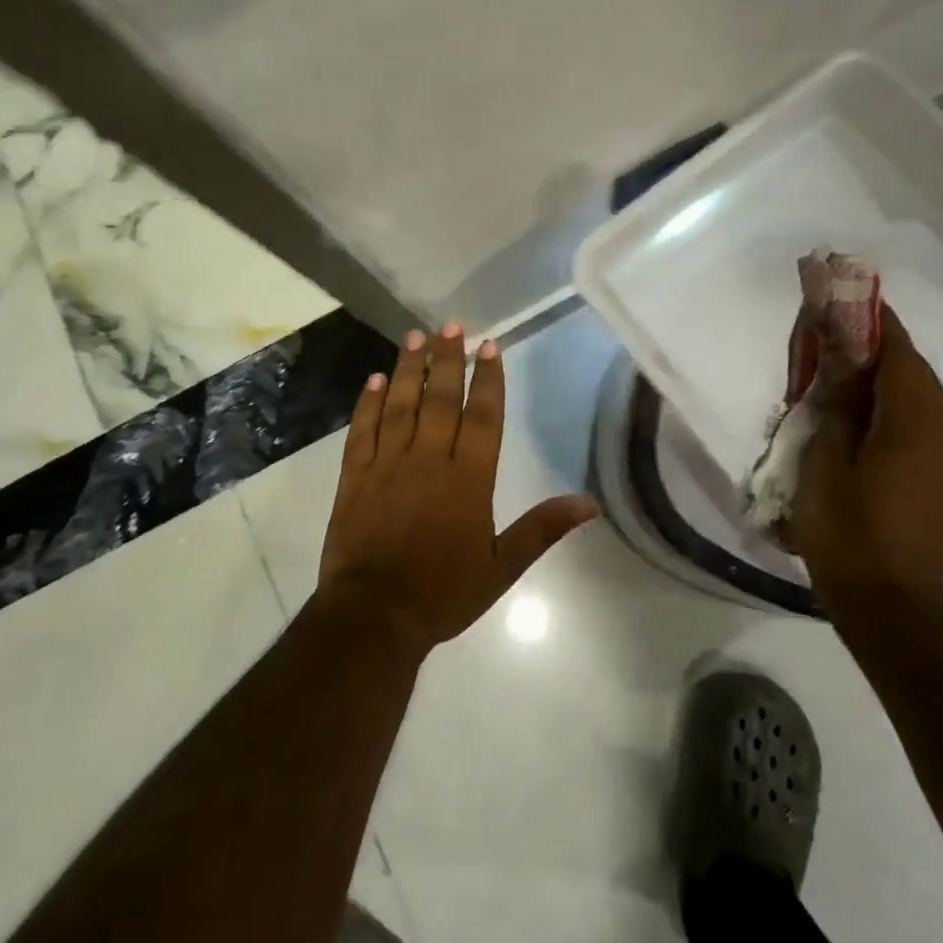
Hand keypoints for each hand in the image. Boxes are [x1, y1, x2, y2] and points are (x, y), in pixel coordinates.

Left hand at [316, 325, 596, 652]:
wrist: (374, 616)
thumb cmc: (443, 593)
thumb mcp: (502, 567)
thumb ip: (542, 529)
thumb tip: (588, 503)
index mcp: (468, 479)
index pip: (482, 416)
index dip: (487, 378)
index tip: (489, 346)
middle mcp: (428, 460)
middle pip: (440, 399)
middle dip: (447, 359)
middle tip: (451, 326)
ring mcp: (387, 464)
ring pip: (400, 405)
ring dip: (409, 368)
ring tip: (415, 337)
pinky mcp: (354, 476)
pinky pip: (363, 430)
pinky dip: (368, 402)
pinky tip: (374, 380)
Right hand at [784, 305, 942, 605]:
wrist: (888, 604)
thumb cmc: (847, 530)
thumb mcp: (825, 461)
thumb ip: (836, 406)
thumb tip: (842, 363)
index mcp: (913, 422)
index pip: (898, 353)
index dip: (872, 322)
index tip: (846, 297)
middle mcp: (940, 432)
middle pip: (911, 371)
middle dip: (875, 346)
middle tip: (831, 334)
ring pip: (914, 397)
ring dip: (880, 377)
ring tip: (837, 370)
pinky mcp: (936, 478)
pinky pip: (914, 423)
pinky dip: (886, 405)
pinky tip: (853, 414)